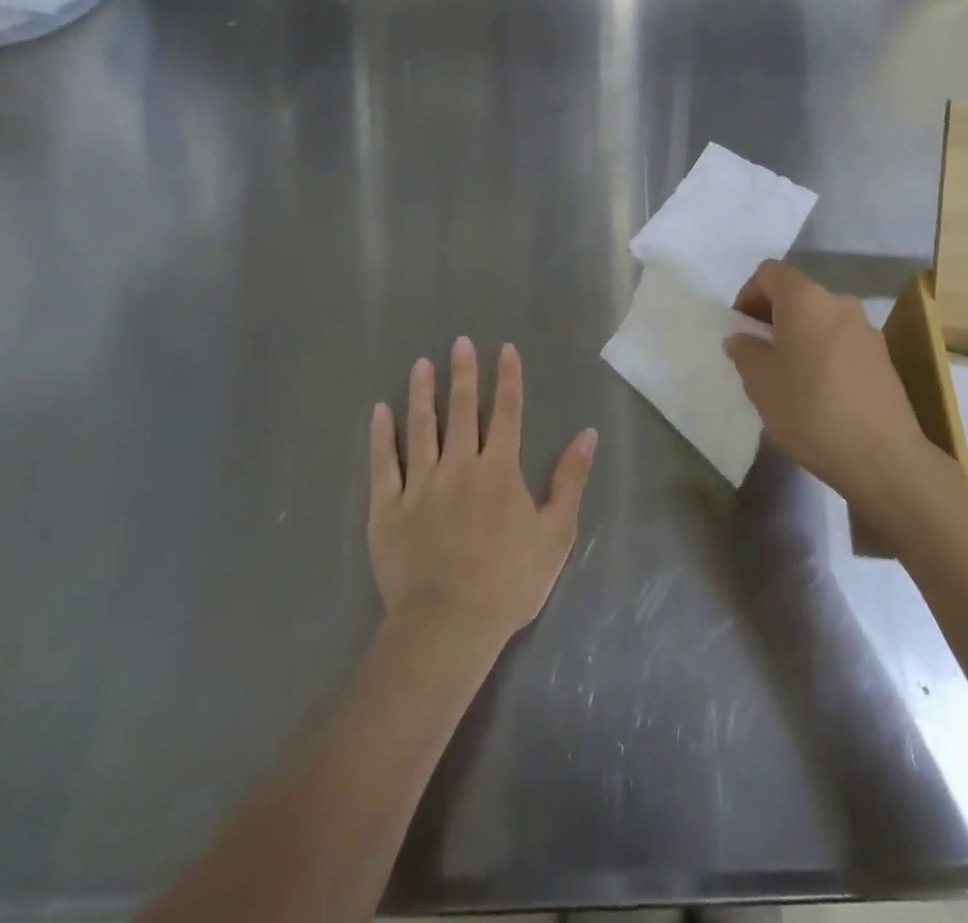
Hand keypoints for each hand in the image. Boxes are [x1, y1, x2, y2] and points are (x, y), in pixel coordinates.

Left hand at [368, 338, 595, 650]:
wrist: (447, 625)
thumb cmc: (509, 581)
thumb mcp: (555, 533)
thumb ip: (570, 480)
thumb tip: (587, 434)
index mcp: (499, 470)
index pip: (507, 413)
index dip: (508, 378)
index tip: (505, 349)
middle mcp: (459, 465)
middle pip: (463, 411)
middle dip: (464, 374)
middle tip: (459, 342)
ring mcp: (419, 484)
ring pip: (421, 428)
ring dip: (422, 393)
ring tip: (421, 364)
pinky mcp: (387, 508)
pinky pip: (383, 464)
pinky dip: (381, 435)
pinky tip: (380, 411)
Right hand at [723, 261, 930, 502]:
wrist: (881, 455)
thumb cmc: (809, 409)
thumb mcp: (760, 383)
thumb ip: (745, 352)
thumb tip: (741, 338)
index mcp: (805, 299)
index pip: (769, 273)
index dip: (748, 293)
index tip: (741, 328)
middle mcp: (838, 303)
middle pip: (797, 295)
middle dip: (773, 317)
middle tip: (759, 354)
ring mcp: (866, 329)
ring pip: (821, 319)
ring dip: (800, 336)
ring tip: (788, 377)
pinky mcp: (883, 356)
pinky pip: (842, 342)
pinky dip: (823, 353)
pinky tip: (818, 392)